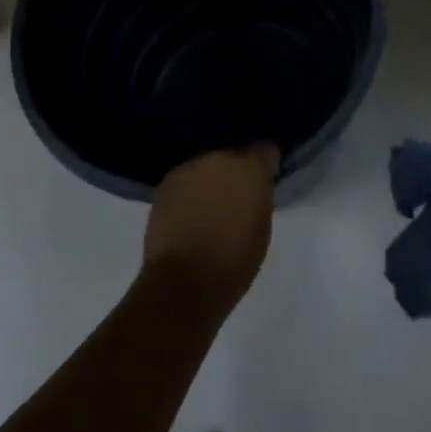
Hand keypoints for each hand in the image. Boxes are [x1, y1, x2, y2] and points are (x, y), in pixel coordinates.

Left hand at [143, 143, 278, 310]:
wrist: (183, 282)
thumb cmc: (234, 262)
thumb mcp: (261, 228)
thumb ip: (259, 197)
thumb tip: (253, 188)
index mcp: (249, 169)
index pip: (264, 149)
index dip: (265, 164)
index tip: (265, 180)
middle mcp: (218, 158)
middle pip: (231, 155)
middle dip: (235, 171)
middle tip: (235, 197)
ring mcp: (188, 168)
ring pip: (206, 166)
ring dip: (210, 179)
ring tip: (209, 206)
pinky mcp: (165, 183)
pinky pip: (185, 180)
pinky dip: (190, 191)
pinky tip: (188, 212)